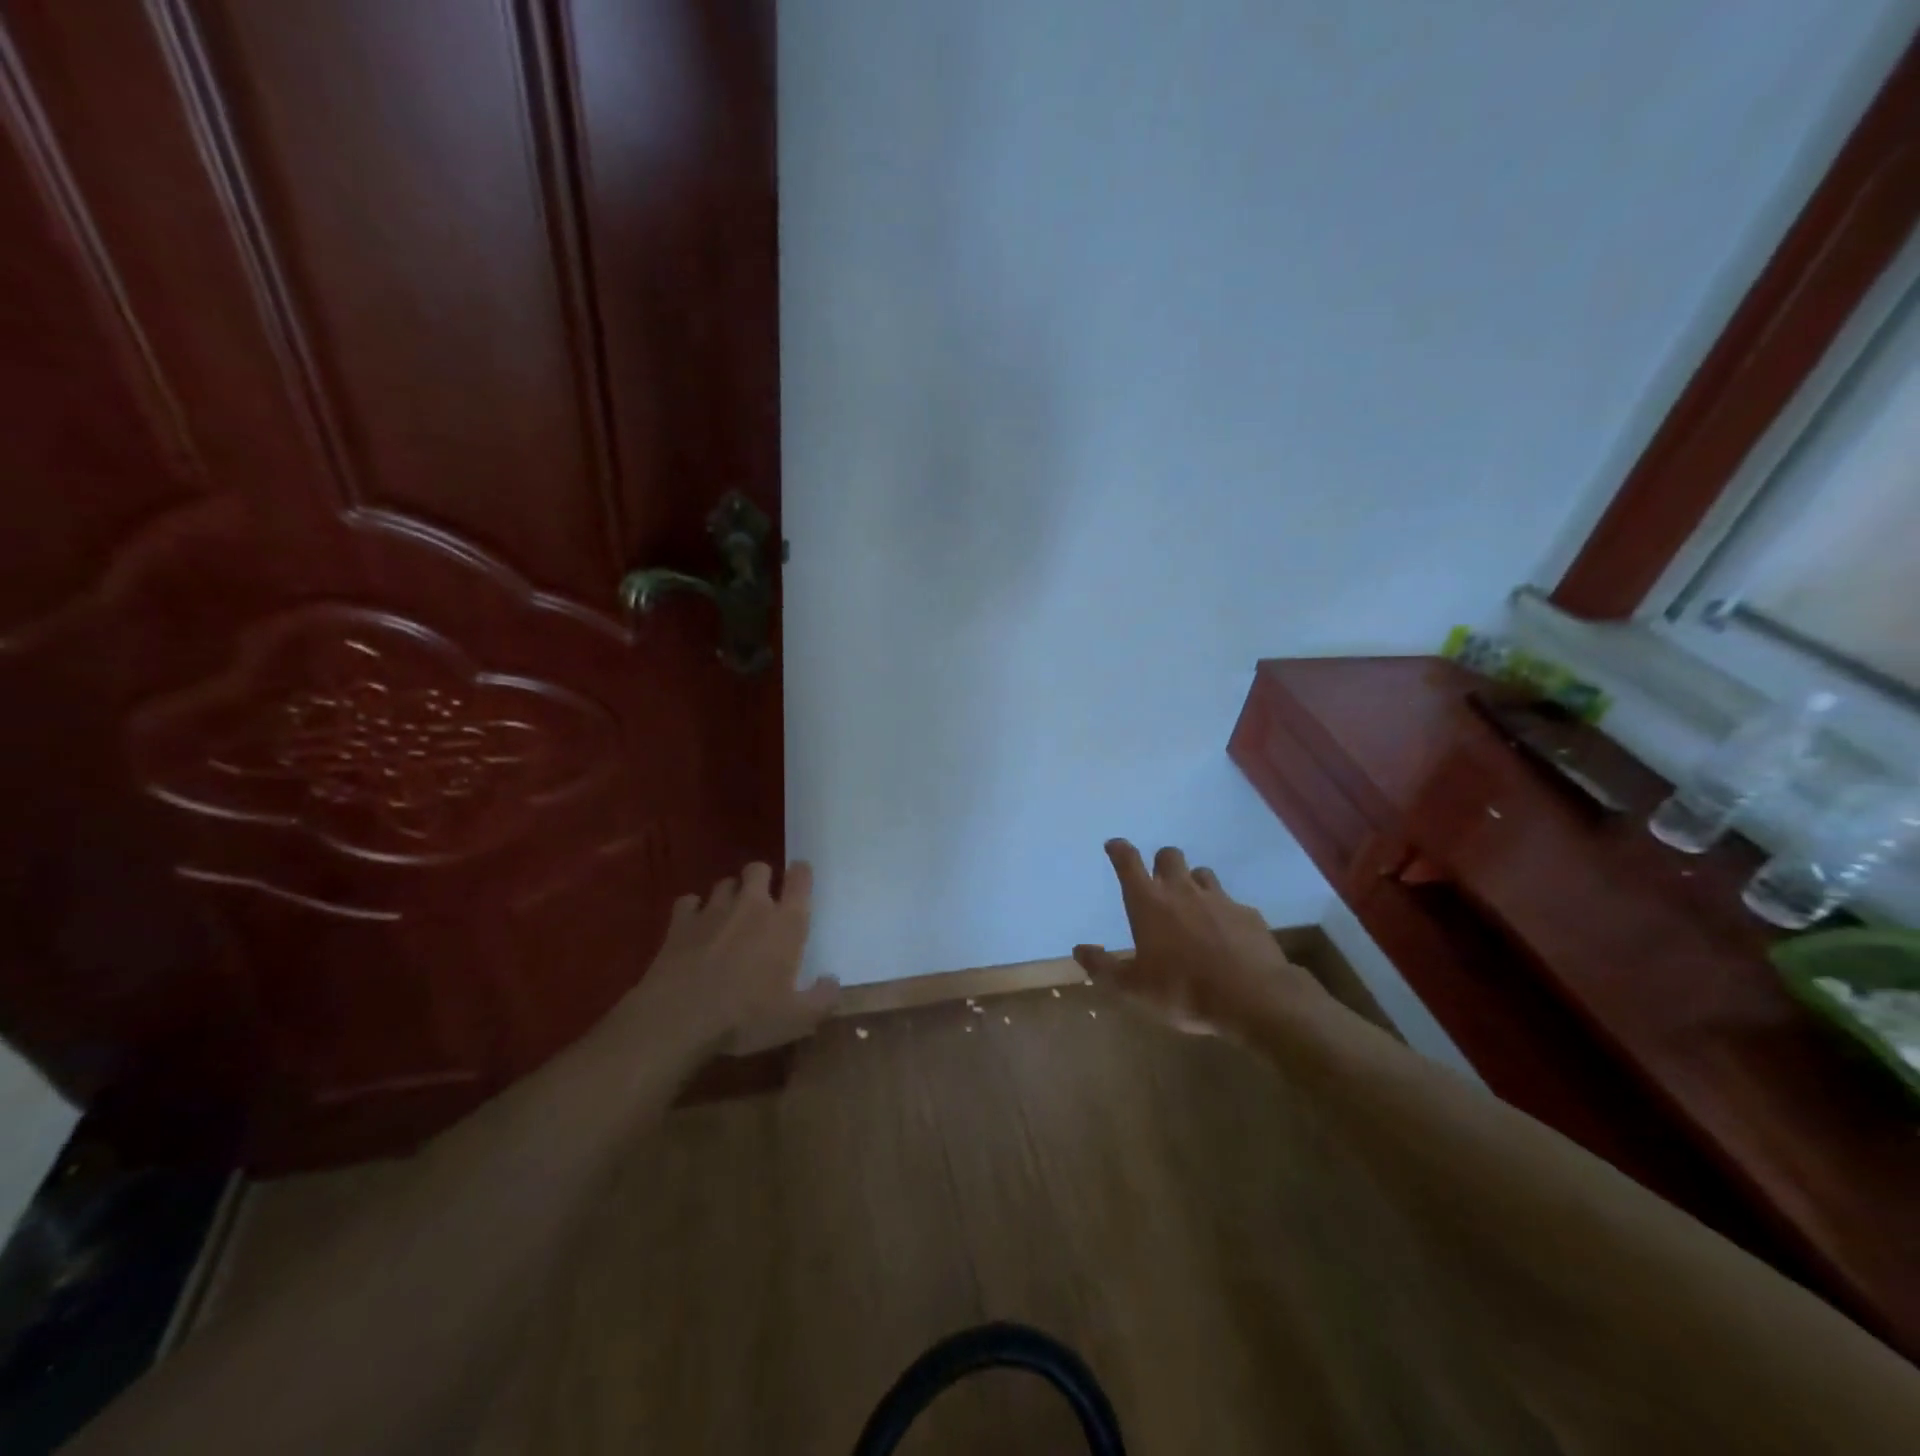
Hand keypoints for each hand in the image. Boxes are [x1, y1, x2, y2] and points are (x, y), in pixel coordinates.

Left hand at [623, 861, 838, 1056]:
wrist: (679, 1018)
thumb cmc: (746, 1016)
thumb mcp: (797, 1019)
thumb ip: (823, 998)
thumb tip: (833, 981)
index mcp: (786, 923)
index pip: (800, 879)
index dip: (801, 873)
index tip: (800, 878)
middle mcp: (752, 906)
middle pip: (759, 869)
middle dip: (762, 878)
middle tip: (763, 901)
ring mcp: (713, 910)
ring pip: (725, 883)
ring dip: (730, 894)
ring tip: (729, 915)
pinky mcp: (680, 922)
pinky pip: (689, 901)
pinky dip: (693, 910)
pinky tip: (695, 926)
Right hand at [1073, 840, 1332, 1036]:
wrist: (1254, 998)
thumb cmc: (1183, 990)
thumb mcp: (1133, 988)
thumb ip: (1103, 967)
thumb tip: (1079, 949)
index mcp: (1149, 903)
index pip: (1128, 862)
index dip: (1119, 849)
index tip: (1114, 845)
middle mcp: (1182, 891)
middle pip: (1169, 856)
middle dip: (1161, 862)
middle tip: (1158, 880)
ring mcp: (1219, 899)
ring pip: (1202, 874)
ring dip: (1193, 882)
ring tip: (1192, 905)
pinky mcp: (1248, 914)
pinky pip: (1231, 903)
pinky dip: (1223, 912)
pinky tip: (1225, 935)